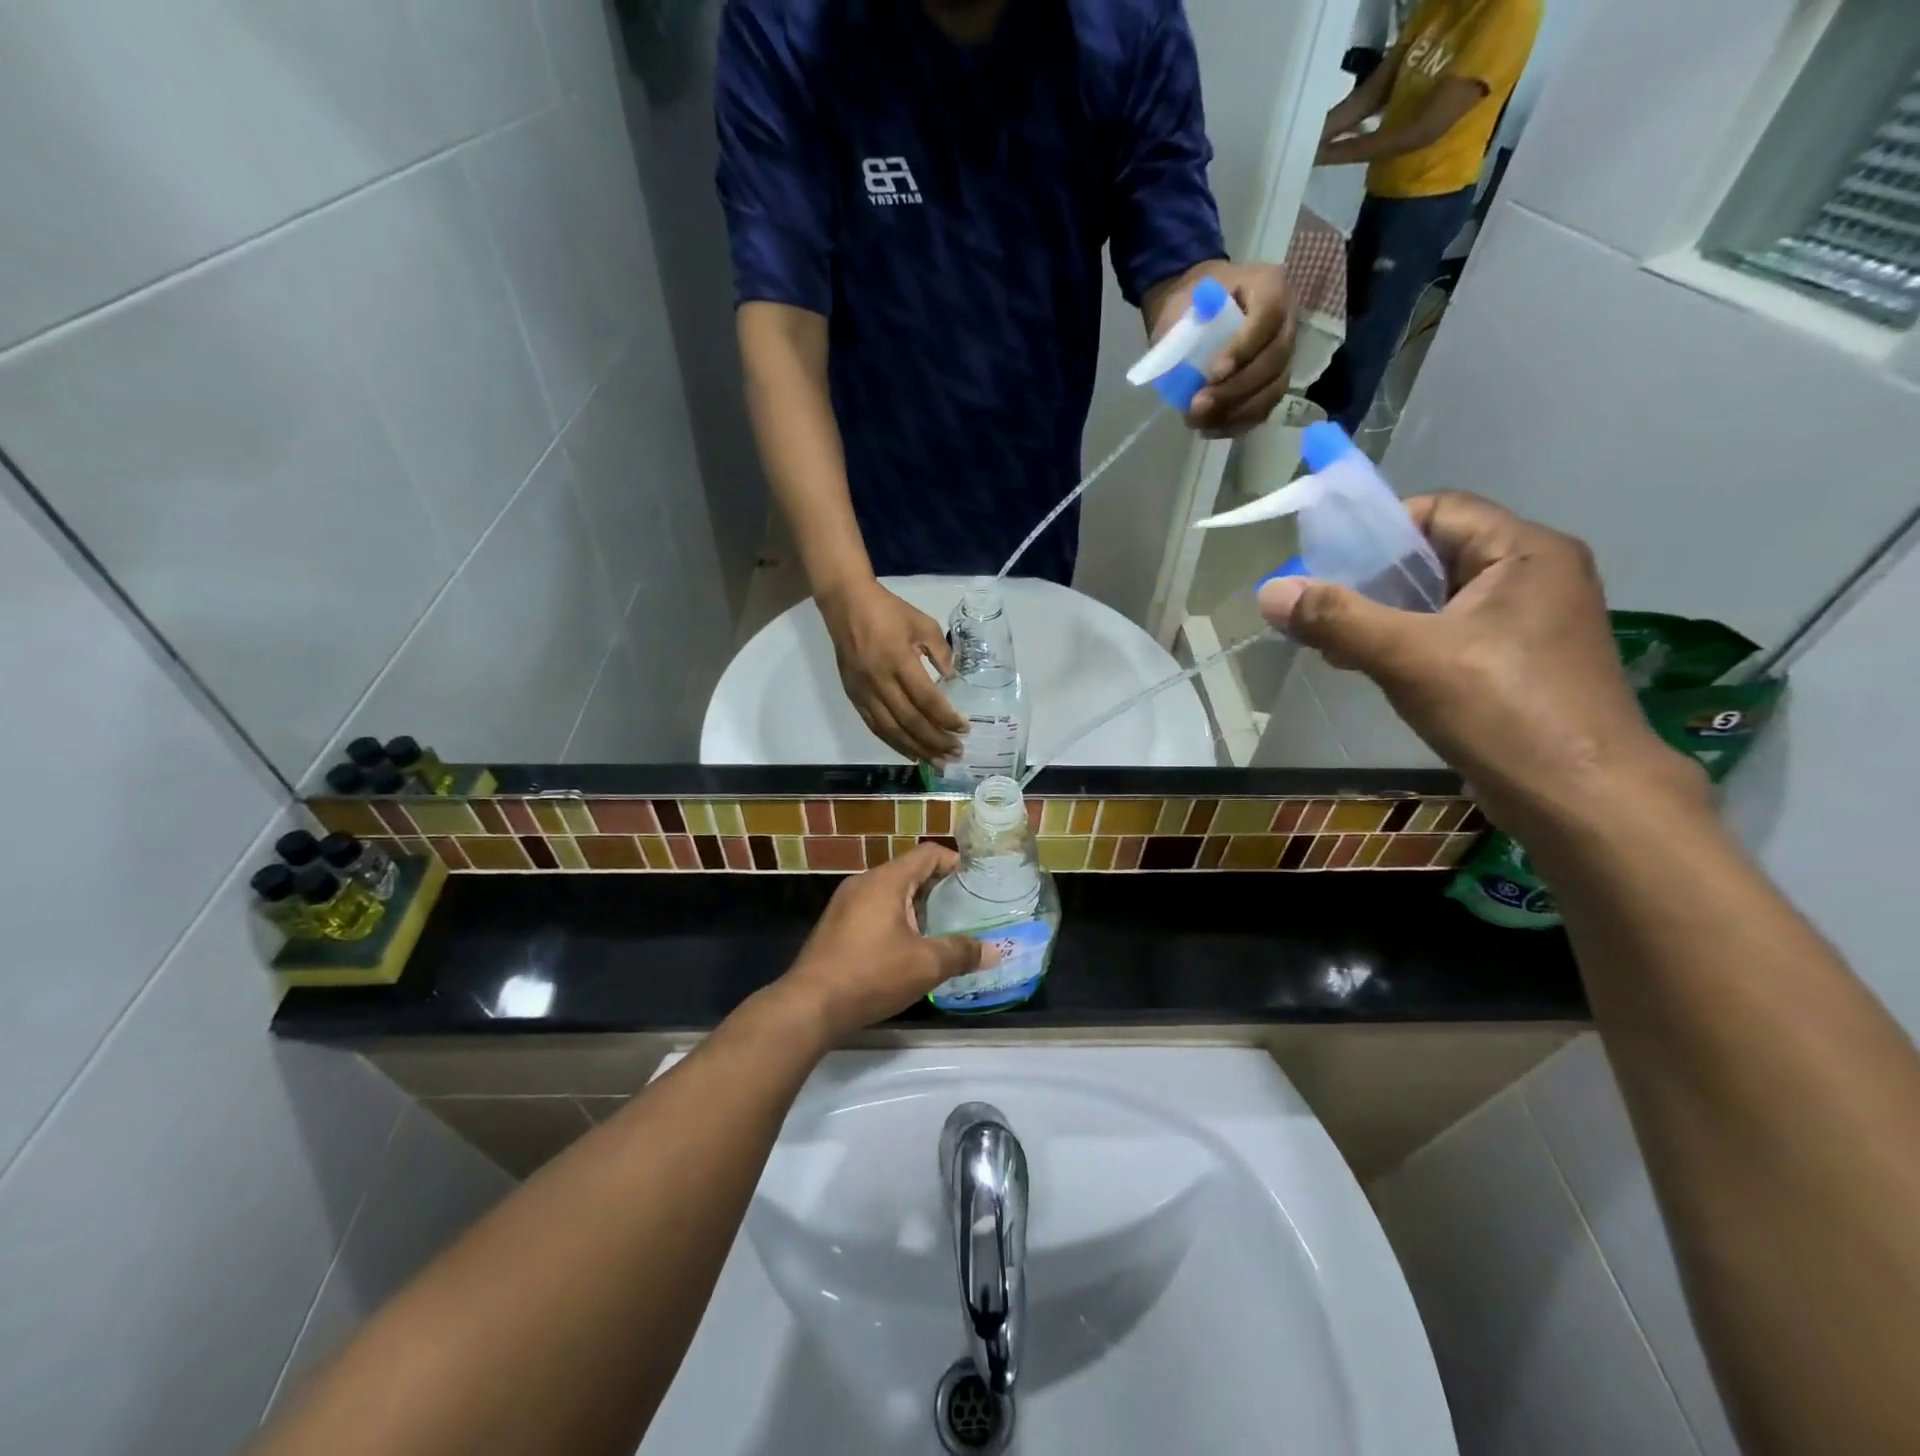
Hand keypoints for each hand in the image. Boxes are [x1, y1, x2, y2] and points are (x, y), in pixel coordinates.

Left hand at [776, 844, 995, 1040]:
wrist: (809, 1006)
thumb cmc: (871, 975)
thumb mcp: (926, 965)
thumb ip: (962, 952)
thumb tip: (996, 951)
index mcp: (886, 880)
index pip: (928, 853)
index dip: (955, 863)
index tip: (976, 884)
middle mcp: (864, 882)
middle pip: (909, 872)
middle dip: (939, 889)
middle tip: (965, 911)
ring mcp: (845, 903)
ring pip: (890, 893)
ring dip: (916, 907)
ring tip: (941, 931)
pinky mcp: (835, 925)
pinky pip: (873, 910)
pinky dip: (895, 920)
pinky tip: (907, 949)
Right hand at [819, 578, 966, 761]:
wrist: (846, 604)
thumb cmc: (888, 611)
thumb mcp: (922, 622)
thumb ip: (941, 651)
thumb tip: (951, 678)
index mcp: (899, 660)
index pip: (927, 699)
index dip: (946, 718)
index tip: (964, 729)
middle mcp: (880, 681)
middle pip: (910, 721)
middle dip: (936, 741)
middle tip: (956, 753)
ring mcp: (864, 692)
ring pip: (892, 730)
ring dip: (917, 749)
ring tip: (937, 762)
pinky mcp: (854, 697)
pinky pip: (875, 727)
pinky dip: (894, 743)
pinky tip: (911, 753)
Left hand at [1166, 262, 1296, 436]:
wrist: (1195, 312)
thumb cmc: (1191, 303)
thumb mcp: (1183, 304)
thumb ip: (1187, 331)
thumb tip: (1184, 374)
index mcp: (1269, 287)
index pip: (1268, 316)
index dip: (1243, 348)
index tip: (1212, 373)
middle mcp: (1285, 321)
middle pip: (1274, 360)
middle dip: (1235, 389)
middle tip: (1198, 405)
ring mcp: (1283, 356)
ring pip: (1273, 390)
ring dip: (1235, 412)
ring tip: (1198, 421)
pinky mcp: (1272, 384)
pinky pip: (1263, 409)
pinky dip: (1235, 424)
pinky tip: (1208, 428)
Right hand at [1255, 492, 1704, 835]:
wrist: (1581, 799)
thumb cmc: (1502, 712)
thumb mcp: (1409, 657)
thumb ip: (1337, 619)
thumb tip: (1269, 591)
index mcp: (1526, 552)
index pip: (1438, 510)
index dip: (1376, 531)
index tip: (1323, 565)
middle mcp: (1535, 575)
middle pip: (1435, 555)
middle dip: (1371, 579)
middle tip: (1318, 607)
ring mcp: (1530, 622)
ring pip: (1439, 599)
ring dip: (1383, 615)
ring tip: (1332, 641)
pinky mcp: (1519, 663)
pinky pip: (1450, 633)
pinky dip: (1406, 642)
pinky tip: (1367, 666)